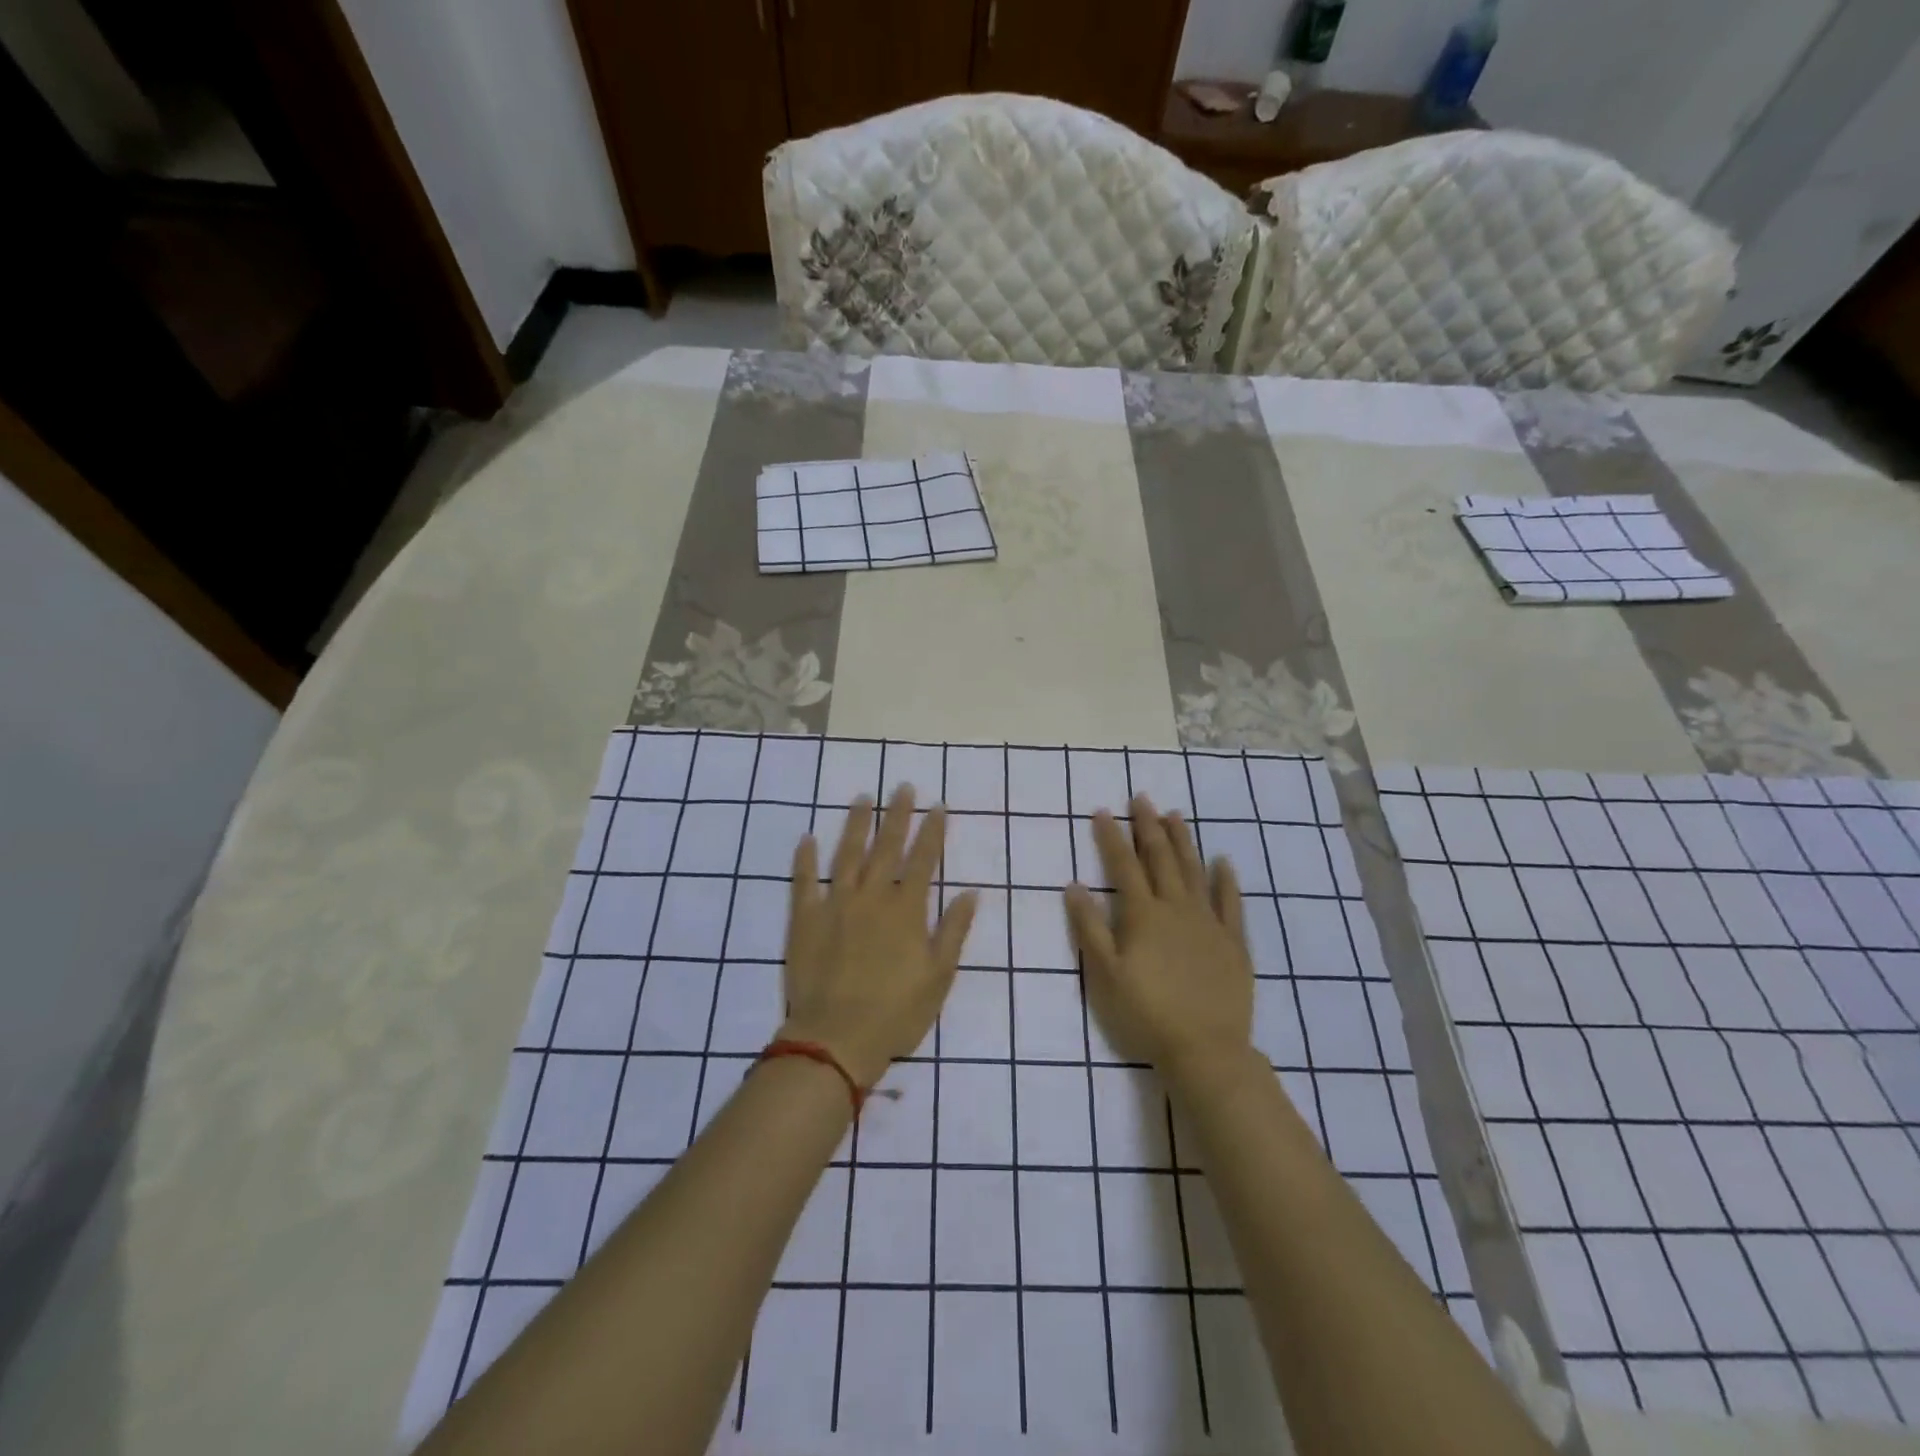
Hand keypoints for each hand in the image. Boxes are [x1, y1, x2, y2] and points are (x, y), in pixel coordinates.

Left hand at [781, 788, 978, 1089]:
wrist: (836, 1038)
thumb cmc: (896, 1012)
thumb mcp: (939, 976)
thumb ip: (954, 930)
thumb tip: (971, 892)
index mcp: (907, 909)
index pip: (924, 860)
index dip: (932, 832)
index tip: (937, 806)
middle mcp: (872, 896)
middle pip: (887, 847)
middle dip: (898, 815)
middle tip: (903, 787)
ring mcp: (835, 904)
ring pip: (847, 854)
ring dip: (856, 824)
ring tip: (863, 798)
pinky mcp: (805, 918)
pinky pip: (803, 881)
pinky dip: (804, 859)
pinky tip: (806, 838)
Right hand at [1065, 795, 1254, 1085]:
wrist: (1205, 1049)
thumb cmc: (1146, 1013)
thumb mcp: (1105, 974)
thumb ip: (1089, 927)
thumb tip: (1074, 885)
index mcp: (1143, 915)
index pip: (1123, 866)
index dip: (1112, 837)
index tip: (1103, 811)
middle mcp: (1176, 908)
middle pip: (1160, 858)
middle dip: (1149, 826)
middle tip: (1143, 798)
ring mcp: (1208, 922)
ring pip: (1194, 871)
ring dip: (1183, 841)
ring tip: (1175, 815)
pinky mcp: (1233, 942)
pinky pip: (1231, 902)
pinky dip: (1226, 880)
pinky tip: (1224, 862)